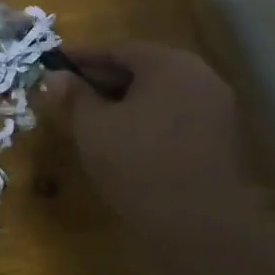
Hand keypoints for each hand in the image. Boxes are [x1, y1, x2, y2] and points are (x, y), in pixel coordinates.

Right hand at [42, 41, 248, 237]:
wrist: (198, 225)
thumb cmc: (137, 164)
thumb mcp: (93, 127)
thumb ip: (74, 96)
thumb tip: (54, 77)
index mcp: (169, 64)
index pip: (117, 49)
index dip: (81, 56)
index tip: (53, 61)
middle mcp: (199, 76)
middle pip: (143, 68)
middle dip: (103, 77)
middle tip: (69, 89)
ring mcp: (216, 108)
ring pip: (160, 93)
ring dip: (125, 99)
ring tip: (91, 115)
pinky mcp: (221, 138)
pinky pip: (176, 115)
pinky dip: (148, 118)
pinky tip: (124, 137)